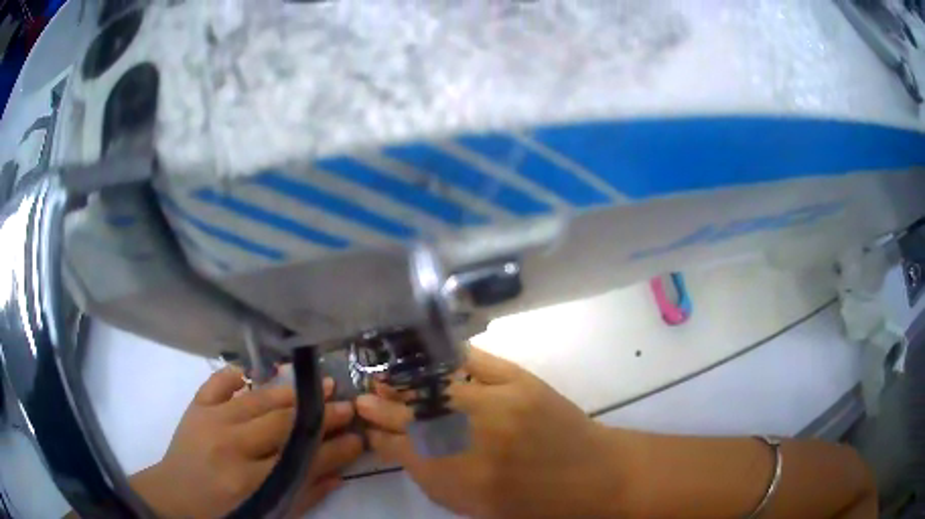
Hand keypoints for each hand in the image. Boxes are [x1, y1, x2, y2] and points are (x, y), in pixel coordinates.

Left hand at [134, 368, 362, 517]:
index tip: (360, 436)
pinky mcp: (195, 407)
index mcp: (249, 481)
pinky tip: (254, 371)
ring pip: (257, 400)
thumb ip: (303, 496)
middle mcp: (230, 446)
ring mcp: (210, 420)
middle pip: (283, 425)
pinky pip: (218, 383)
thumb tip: (338, 474)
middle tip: (348, 405)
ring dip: (291, 392)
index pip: (301, 460)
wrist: (174, 499)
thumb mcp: (266, 515)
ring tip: (318, 383)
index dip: (335, 448)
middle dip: (320, 415)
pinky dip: (236, 373)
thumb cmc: (222, 513)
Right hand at [356, 348, 627, 518]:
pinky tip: (428, 359)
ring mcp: (496, 403)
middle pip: (410, 417)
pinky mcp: (521, 382)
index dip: (380, 438)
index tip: (368, 429)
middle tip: (361, 398)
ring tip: (385, 379)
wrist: (592, 476)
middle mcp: (469, 437)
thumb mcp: (475, 507)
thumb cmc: (533, 505)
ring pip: (434, 388)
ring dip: (404, 384)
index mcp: (456, 477)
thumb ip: (434, 480)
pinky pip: (476, 362)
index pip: (400, 450)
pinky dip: (449, 359)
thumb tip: (404, 452)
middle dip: (381, 408)